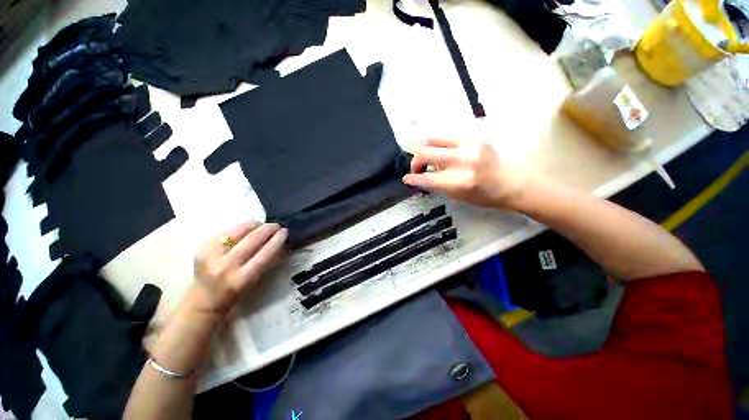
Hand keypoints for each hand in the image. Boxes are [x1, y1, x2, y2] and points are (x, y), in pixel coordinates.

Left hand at [191, 222, 287, 317]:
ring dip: (254, 225)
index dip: (277, 240)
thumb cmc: (236, 292)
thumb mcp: (254, 280)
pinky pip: (227, 231)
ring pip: (239, 230)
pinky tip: (246, 230)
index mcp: (242, 278)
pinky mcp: (203, 247)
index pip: (265, 254)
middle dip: (267, 229)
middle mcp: (226, 266)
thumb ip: (267, 260)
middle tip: (276, 225)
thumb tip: (280, 241)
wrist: (204, 300)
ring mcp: (212, 255)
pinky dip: (240, 228)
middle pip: (252, 239)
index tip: (285, 231)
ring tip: (262, 225)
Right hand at [403, 138, 528, 209]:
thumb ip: (439, 185)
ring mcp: (471, 142)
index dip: (412, 178)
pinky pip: (450, 133)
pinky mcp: (477, 133)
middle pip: (425, 152)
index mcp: (460, 181)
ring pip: (434, 137)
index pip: (426, 178)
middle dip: (415, 161)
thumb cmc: (489, 196)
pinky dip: (442, 142)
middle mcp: (463, 159)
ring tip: (429, 156)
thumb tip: (424, 176)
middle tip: (417, 168)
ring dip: (426, 148)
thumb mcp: (460, 197)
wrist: (519, 182)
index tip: (406, 178)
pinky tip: (445, 150)